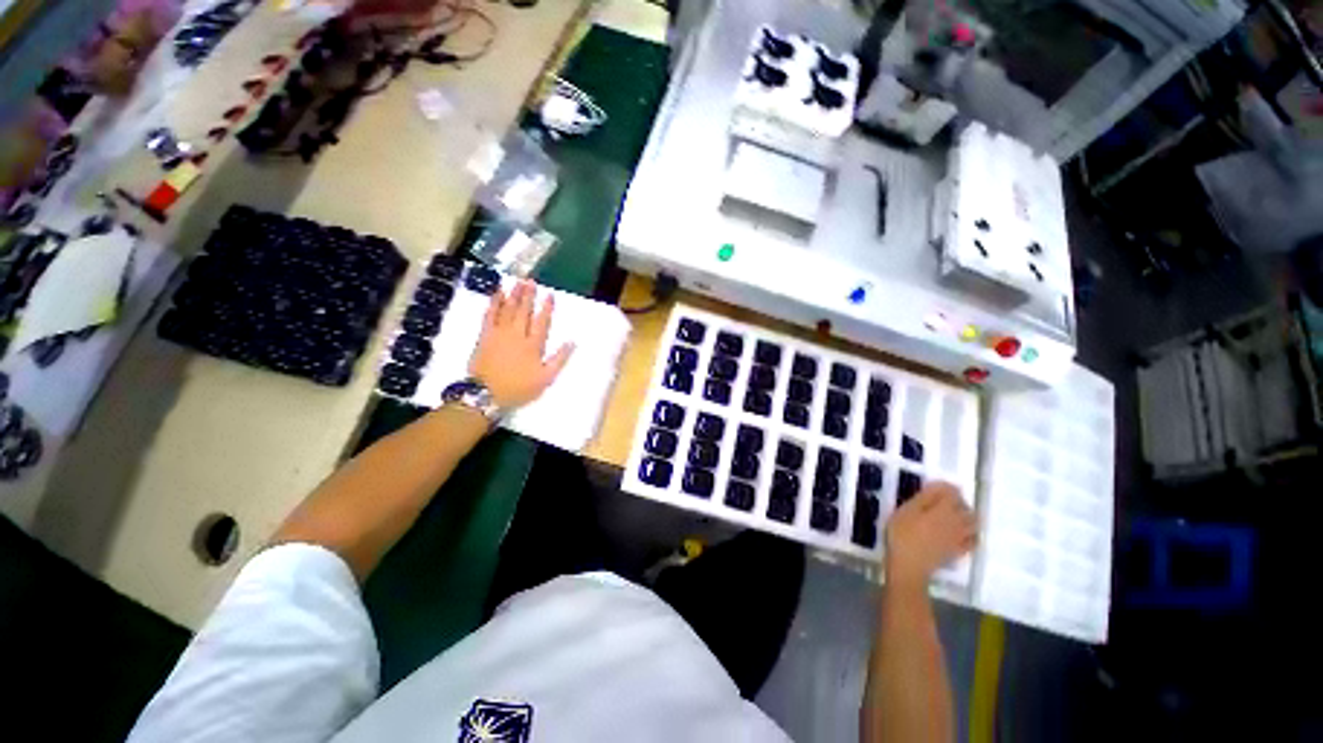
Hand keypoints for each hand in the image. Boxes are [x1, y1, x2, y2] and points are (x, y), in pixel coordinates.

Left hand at [469, 280, 573, 408]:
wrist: (486, 393)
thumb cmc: (519, 387)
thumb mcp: (545, 378)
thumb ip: (559, 359)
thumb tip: (572, 343)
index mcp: (533, 345)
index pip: (542, 322)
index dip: (546, 308)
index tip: (550, 295)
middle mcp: (517, 334)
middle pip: (524, 311)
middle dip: (528, 295)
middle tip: (531, 281)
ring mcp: (499, 333)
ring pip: (508, 309)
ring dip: (513, 294)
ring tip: (517, 281)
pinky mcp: (485, 335)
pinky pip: (490, 314)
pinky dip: (493, 302)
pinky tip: (496, 292)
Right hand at [884, 482, 976, 592]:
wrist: (909, 565)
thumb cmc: (902, 534)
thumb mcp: (906, 510)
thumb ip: (924, 497)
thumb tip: (939, 487)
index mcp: (944, 509)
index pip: (952, 492)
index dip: (943, 487)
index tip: (929, 488)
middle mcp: (957, 522)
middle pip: (966, 507)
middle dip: (956, 501)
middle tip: (939, 501)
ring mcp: (960, 538)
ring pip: (974, 523)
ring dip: (966, 516)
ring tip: (952, 516)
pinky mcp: (959, 551)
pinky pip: (973, 540)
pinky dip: (970, 534)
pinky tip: (960, 534)